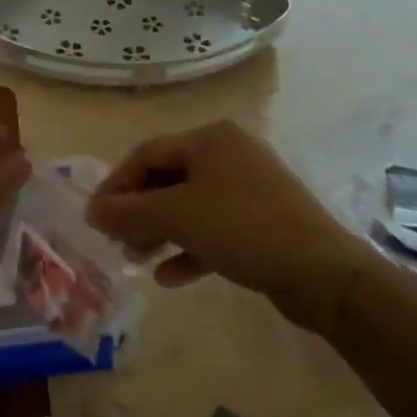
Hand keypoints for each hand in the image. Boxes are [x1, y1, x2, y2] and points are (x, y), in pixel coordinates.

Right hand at [85, 120, 369, 334]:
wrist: (324, 274)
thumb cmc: (243, 229)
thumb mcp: (177, 216)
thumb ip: (128, 211)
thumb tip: (91, 211)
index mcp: (210, 139)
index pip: (146, 154)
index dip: (116, 185)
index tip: (94, 217)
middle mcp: (228, 155)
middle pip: (166, 180)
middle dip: (137, 213)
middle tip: (114, 240)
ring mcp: (247, 189)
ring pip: (188, 206)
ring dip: (158, 232)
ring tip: (136, 260)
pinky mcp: (260, 222)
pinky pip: (212, 229)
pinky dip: (188, 248)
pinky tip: (168, 277)